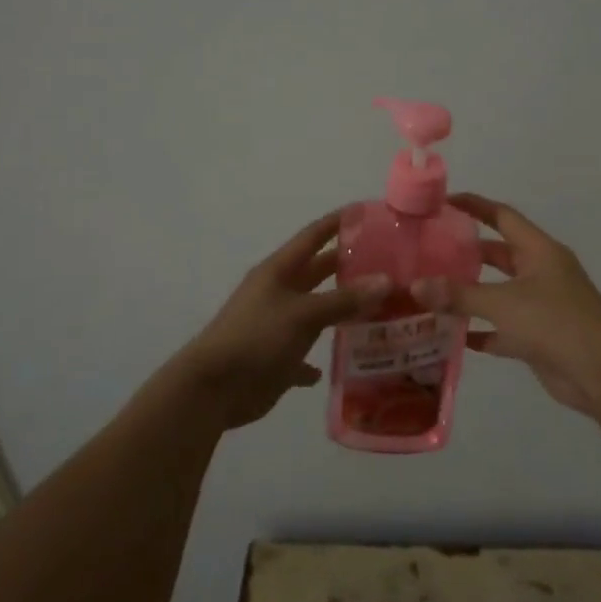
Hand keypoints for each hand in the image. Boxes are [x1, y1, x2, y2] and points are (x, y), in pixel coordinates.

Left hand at [181, 210, 389, 429]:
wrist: (212, 389)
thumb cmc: (257, 338)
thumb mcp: (303, 314)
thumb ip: (344, 299)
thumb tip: (386, 281)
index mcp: (279, 271)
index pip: (313, 236)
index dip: (338, 222)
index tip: (367, 213)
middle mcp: (278, 293)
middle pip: (318, 272)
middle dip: (348, 267)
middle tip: (388, 265)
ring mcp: (276, 327)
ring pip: (316, 313)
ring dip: (342, 313)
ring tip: (382, 310)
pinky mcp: (276, 360)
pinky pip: (304, 356)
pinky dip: (320, 359)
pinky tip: (342, 363)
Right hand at [412, 194, 600, 422]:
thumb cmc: (556, 323)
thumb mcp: (503, 303)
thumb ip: (459, 295)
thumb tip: (415, 286)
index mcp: (539, 251)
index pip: (502, 216)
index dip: (474, 206)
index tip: (442, 202)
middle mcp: (540, 273)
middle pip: (497, 255)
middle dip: (465, 253)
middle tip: (427, 252)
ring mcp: (540, 307)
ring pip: (497, 294)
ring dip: (468, 295)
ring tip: (429, 292)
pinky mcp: (537, 338)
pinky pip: (501, 329)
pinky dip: (479, 331)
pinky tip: (449, 335)